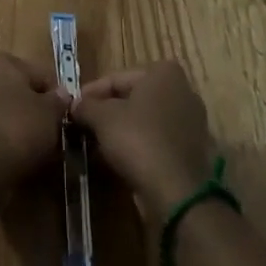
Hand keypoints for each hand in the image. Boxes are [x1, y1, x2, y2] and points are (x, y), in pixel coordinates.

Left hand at [0, 52, 72, 195]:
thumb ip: (58, 100)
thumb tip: (61, 94)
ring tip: (39, 152)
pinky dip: (5, 140)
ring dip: (22, 127)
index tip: (66, 119)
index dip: (57, 97)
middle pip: (20, 92)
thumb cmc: (17, 129)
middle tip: (54, 136)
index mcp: (1, 60)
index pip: (40, 74)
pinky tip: (18, 158)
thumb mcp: (50, 114)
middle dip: (37, 111)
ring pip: (6, 112)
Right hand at [72, 61, 217, 225]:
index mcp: (164, 72)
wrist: (176, 193)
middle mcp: (183, 90)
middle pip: (133, 97)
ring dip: (120, 129)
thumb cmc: (138, 140)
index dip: (91, 93)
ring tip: (95, 143)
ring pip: (145, 120)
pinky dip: (138, 145)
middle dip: (107, 111)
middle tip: (83, 124)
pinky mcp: (192, 150)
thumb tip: (75, 105)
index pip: (117, 78)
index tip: (73, 107)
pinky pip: (157, 140)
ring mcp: (191, 122)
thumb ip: (86, 106)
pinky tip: (117, 158)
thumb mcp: (102, 117)